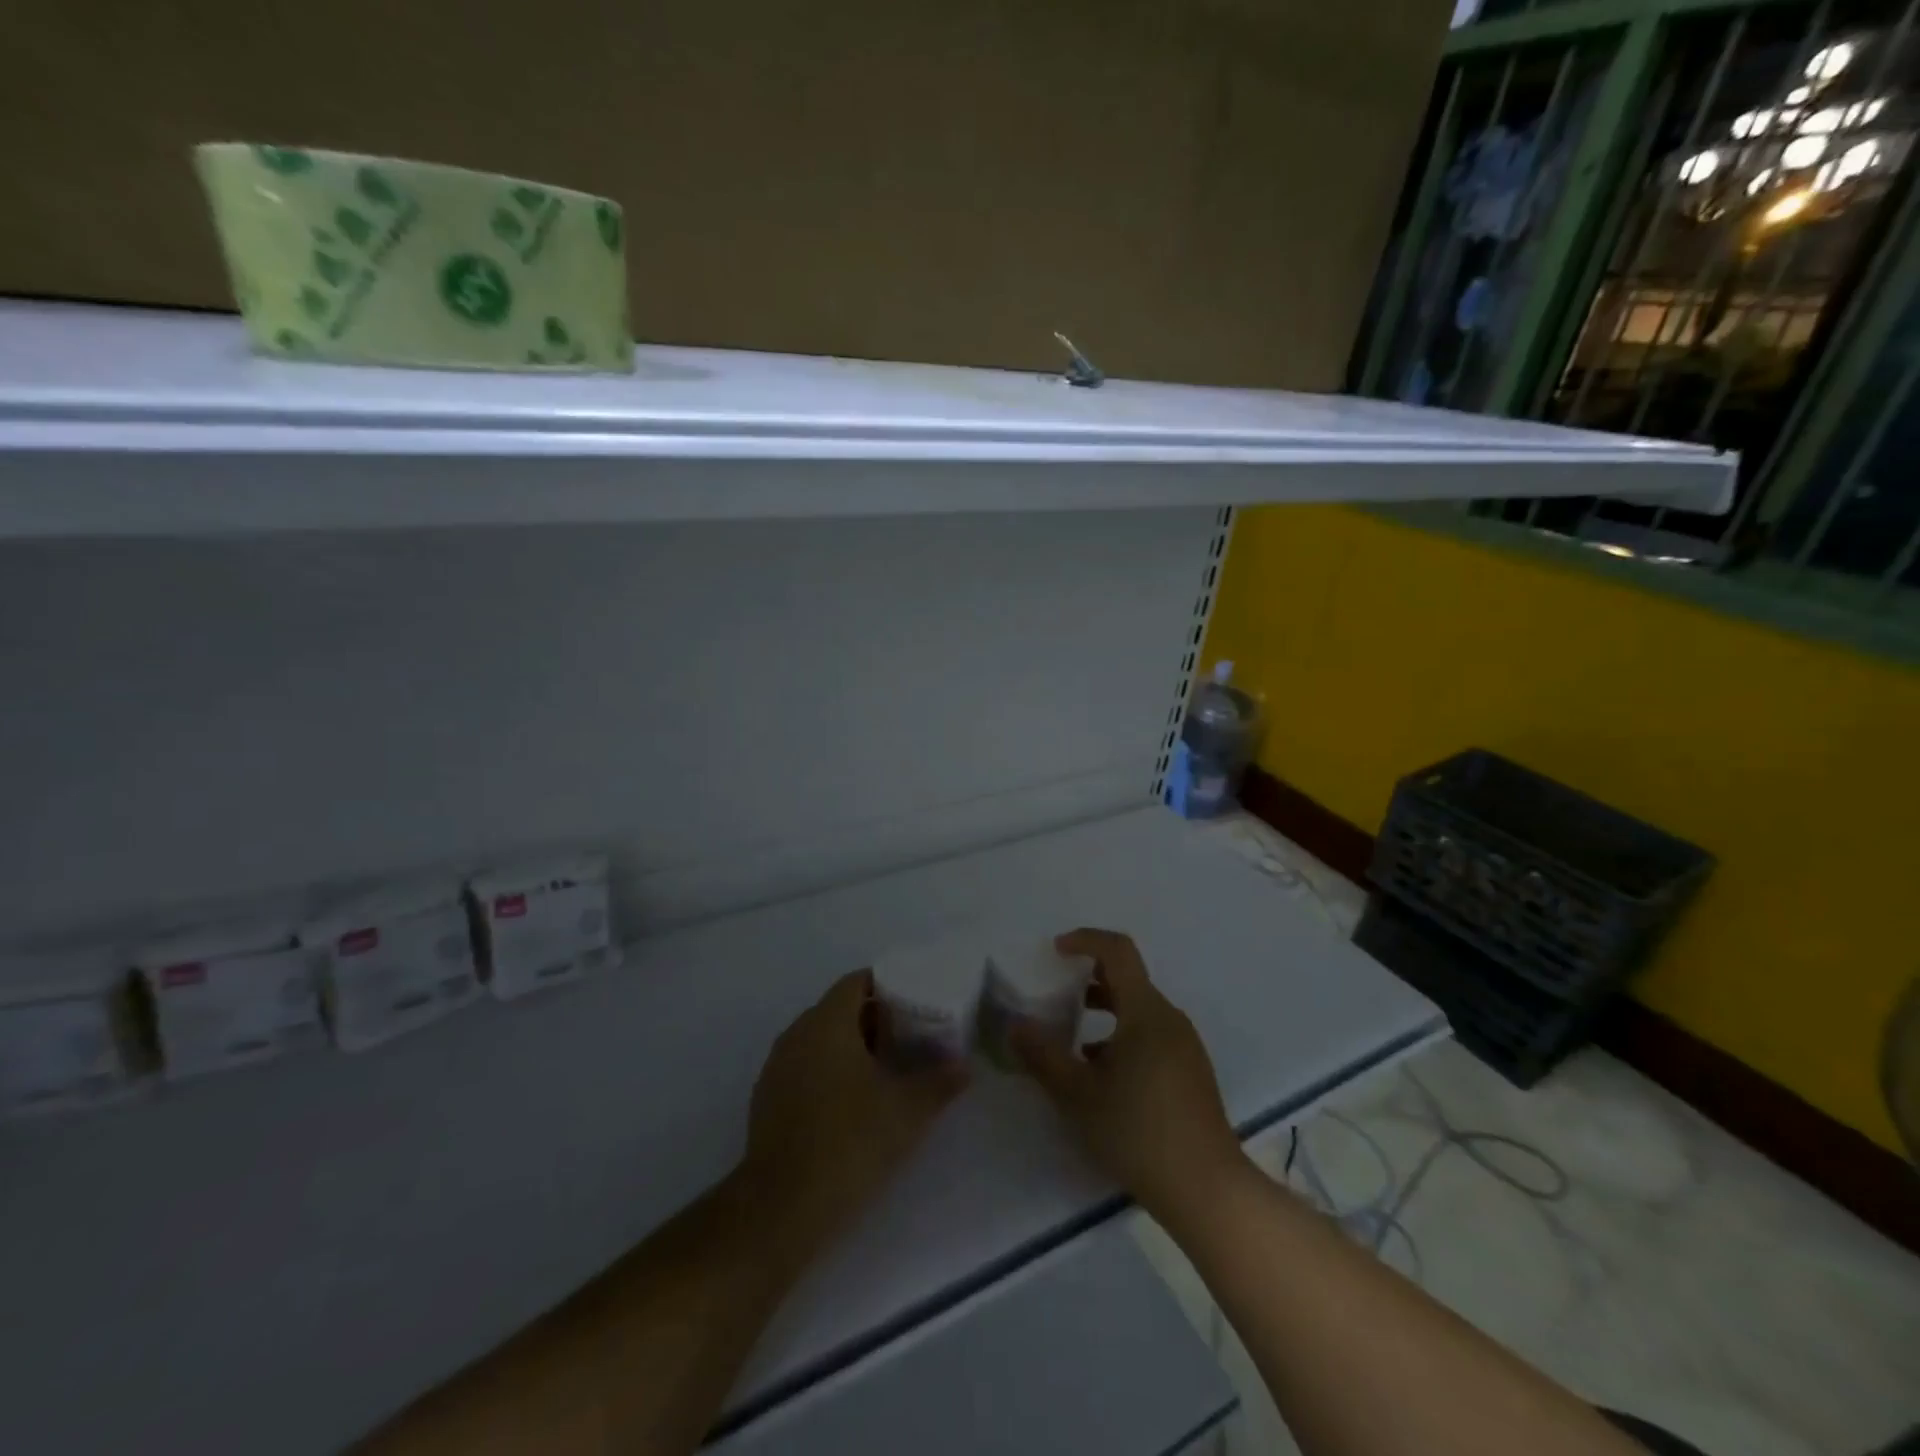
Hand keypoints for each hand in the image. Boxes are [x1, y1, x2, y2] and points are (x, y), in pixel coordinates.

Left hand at [740, 971, 966, 1253]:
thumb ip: (939, 1082)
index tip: (916, 1004)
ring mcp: (777, 1068)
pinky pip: (805, 1068)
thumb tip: (964, 1066)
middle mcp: (797, 1035)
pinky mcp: (767, 1101)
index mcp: (826, 1023)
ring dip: (852, 1048)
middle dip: (875, 1020)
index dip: (887, 987)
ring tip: (889, 1071)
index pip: (856, 982)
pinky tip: (855, 1104)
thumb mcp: (907, 1112)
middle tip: (911, 1038)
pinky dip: (830, 1072)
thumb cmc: (849, 1143)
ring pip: (820, 1040)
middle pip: (839, 1010)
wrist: (782, 1210)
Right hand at [1013, 928, 1243, 1221]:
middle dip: (1089, 980)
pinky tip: (1101, 1074)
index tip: (1056, 950)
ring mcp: (1184, 1046)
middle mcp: (1169, 1019)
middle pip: (1128, 980)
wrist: (1207, 1190)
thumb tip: (1014, 1025)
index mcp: (1145, 1011)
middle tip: (1056, 994)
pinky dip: (1122, 1037)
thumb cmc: (1138, 1132)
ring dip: (1105, 1012)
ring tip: (1071, 1039)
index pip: (1118, 951)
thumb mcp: (1078, 1094)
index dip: (1085, 940)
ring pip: (1139, 1011)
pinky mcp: (1190, 1072)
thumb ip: (1042, 1056)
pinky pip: (1151, 1035)